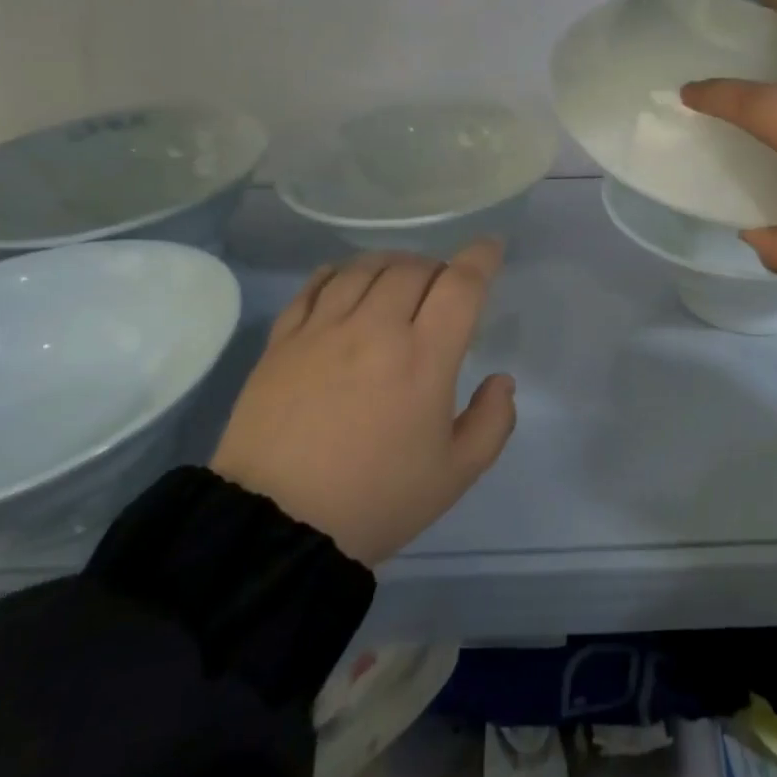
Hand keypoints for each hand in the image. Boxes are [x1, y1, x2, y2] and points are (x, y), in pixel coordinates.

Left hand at [210, 241, 516, 566]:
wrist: (275, 528)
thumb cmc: (377, 501)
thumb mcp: (456, 474)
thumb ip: (492, 422)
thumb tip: (501, 380)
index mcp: (424, 357)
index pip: (461, 285)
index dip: (482, 258)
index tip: (492, 248)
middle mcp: (375, 328)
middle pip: (414, 267)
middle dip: (439, 269)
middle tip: (444, 290)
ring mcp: (323, 330)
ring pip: (365, 268)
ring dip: (394, 264)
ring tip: (400, 282)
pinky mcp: (283, 341)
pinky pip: (316, 285)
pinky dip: (341, 273)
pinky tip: (348, 283)